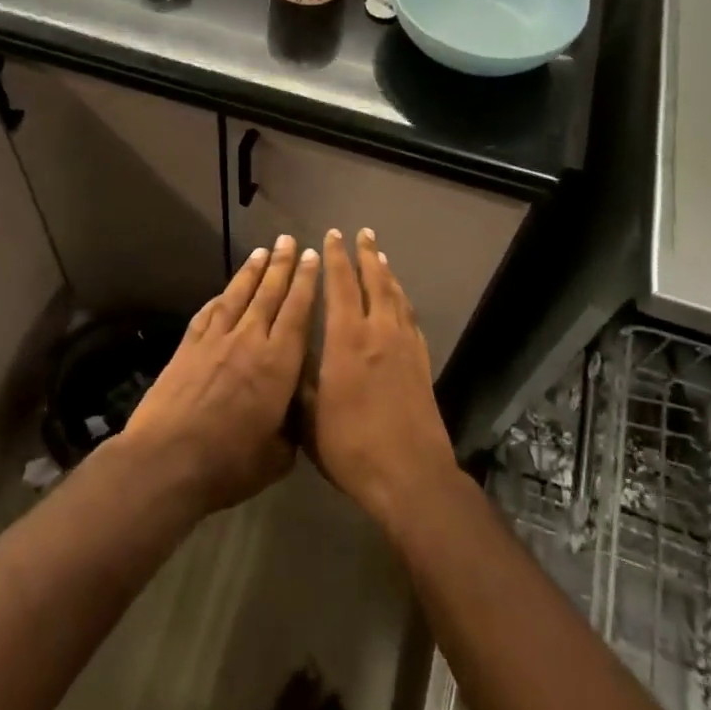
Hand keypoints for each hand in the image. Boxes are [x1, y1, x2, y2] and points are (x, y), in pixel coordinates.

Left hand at [119, 235, 319, 513]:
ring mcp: (214, 341)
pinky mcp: (187, 347)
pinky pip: (208, 313)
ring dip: (251, 272)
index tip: (312, 257)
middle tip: (288, 240)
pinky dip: (219, 298)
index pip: (297, 312)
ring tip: (262, 252)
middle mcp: (249, 341)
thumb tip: (294, 415)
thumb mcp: (277, 456)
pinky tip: (224, 291)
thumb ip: (291, 429)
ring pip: (237, 296)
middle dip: (282, 265)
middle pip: (269, 294)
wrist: (167, 460)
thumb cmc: (229, 463)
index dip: (306, 283)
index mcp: (278, 364)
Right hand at [309, 229, 456, 531]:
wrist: (410, 475)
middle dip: (366, 255)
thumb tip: (289, 355)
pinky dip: (403, 301)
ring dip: (387, 273)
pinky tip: (400, 301)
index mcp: (346, 340)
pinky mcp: (421, 364)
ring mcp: (404, 347)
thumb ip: (299, 380)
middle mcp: (378, 333)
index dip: (335, 259)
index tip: (331, 236)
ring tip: (381, 256)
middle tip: (362, 233)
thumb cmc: (351, 446)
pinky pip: (411, 319)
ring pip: (396, 297)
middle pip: (375, 282)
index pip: (341, 286)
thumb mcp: (308, 417)